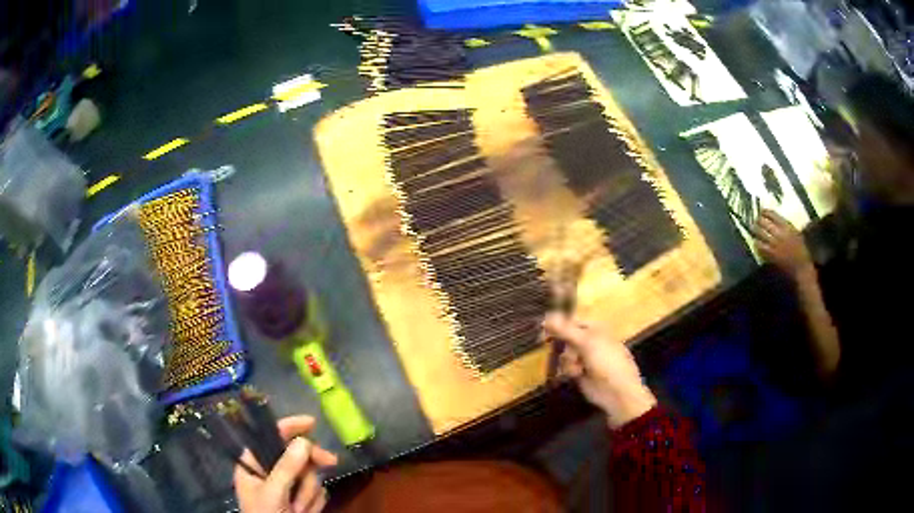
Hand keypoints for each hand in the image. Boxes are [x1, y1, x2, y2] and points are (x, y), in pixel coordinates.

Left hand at [234, 416, 337, 512]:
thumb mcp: (273, 493)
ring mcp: (287, 487)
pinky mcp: (300, 499)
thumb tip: (304, 441)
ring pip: (309, 475)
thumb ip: (286, 468)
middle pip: (296, 455)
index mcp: (254, 464)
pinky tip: (305, 512)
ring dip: (309, 493)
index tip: (312, 423)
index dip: (289, 427)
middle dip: (309, 468)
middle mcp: (270, 472)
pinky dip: (314, 502)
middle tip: (331, 462)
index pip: (269, 436)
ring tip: (299, 510)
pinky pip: (317, 491)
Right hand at [543, 314, 656, 427]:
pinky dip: (569, 370)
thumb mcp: (587, 342)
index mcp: (595, 328)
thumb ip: (566, 330)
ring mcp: (584, 357)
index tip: (542, 328)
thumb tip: (546, 314)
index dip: (557, 323)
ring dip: (568, 360)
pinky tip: (576, 374)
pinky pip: (567, 366)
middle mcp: (589, 340)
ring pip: (564, 353)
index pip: (571, 321)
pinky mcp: (579, 372)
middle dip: (563, 345)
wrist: (616, 392)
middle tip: (555, 347)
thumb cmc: (607, 362)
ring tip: (577, 367)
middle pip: (565, 337)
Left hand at [753, 209, 813, 278]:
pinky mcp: (771, 255)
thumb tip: (774, 218)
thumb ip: (786, 225)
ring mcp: (775, 245)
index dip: (764, 212)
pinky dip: (757, 243)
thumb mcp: (796, 233)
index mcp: (787, 226)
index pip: (772, 214)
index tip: (761, 212)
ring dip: (755, 231)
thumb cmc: (801, 250)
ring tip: (753, 230)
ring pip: (760, 233)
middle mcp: (780, 233)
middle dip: (758, 220)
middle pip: (764, 222)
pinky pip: (760, 247)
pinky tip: (756, 242)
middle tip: (755, 221)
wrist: (801, 267)